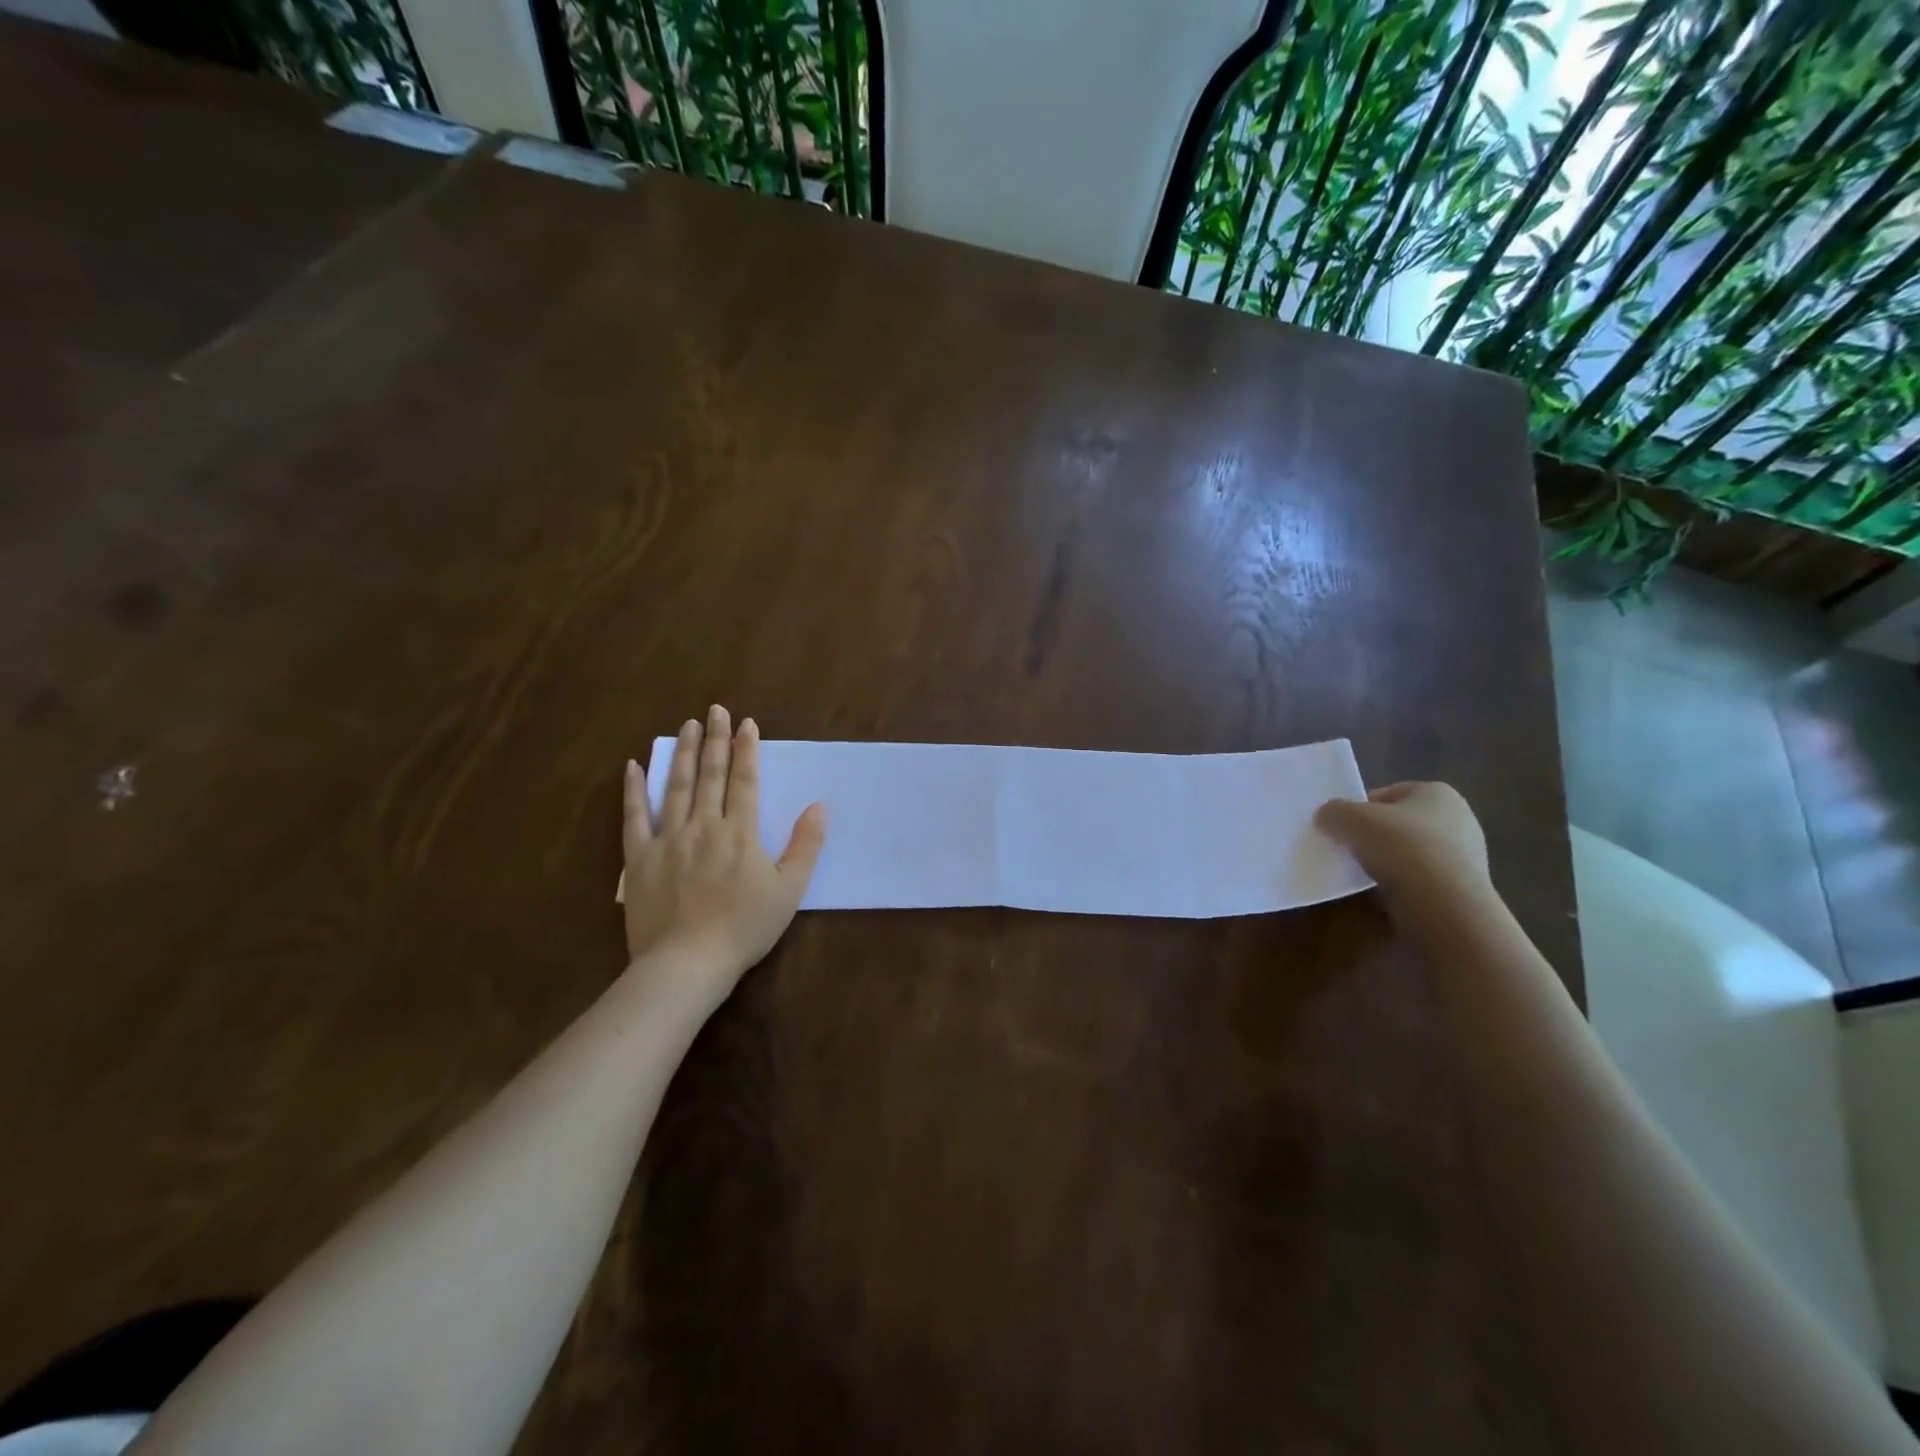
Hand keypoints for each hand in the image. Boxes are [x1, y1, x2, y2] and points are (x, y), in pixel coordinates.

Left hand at [622, 706, 826, 1007]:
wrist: (687, 963)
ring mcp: (668, 839)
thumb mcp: (789, 890)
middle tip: (715, 710)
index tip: (747, 723)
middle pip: (710, 775)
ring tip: (687, 726)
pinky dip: (634, 790)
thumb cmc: (744, 928)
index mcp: (740, 832)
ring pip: (676, 787)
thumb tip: (819, 806)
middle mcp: (703, 826)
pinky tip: (634, 765)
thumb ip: (806, 845)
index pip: (744, 781)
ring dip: (684, 754)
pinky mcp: (639, 858)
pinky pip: (634, 817)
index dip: (747, 750)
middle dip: (715, 740)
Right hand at [1315, 781, 1489, 907]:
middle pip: (1400, 823)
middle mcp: (1459, 819)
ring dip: (1388, 862)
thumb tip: (1327, 817)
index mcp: (1437, 793)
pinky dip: (1403, 885)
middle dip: (1374, 836)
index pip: (1388, 794)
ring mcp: (1466, 857)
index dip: (1360, 808)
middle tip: (1349, 850)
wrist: (1445, 906)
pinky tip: (1387, 895)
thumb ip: (1333, 811)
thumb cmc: (1401, 847)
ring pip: (1411, 853)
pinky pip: (1422, 880)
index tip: (1342, 827)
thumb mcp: (1350, 818)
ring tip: (1364, 875)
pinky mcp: (1464, 889)